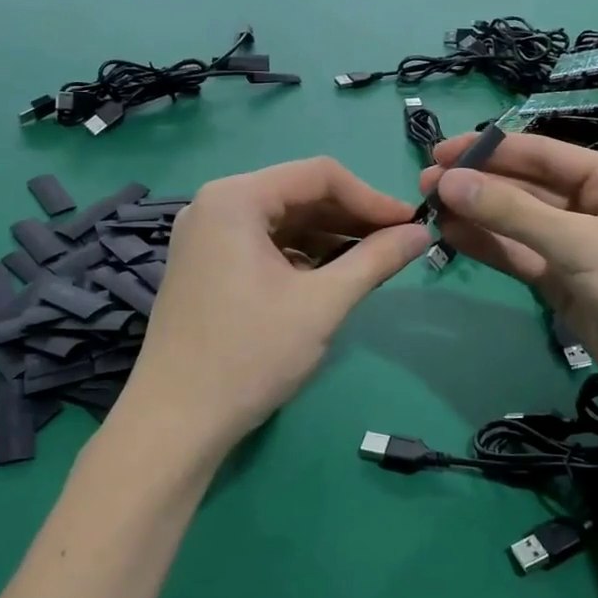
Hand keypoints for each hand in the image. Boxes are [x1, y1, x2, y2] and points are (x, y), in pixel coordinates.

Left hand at [125, 158, 429, 454]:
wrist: (176, 423)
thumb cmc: (250, 355)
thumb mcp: (322, 304)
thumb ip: (375, 260)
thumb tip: (421, 233)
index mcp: (235, 198)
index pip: (319, 174)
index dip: (370, 197)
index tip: (410, 225)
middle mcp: (214, 204)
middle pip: (298, 194)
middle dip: (350, 217)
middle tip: (396, 245)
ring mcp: (204, 235)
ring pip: (282, 220)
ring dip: (328, 237)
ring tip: (370, 263)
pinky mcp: (204, 264)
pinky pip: (262, 244)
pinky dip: (299, 255)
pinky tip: (328, 278)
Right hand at [420, 133, 597, 403]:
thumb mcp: (580, 242)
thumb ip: (511, 213)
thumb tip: (448, 182)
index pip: (540, 154)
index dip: (489, 150)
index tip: (440, 151)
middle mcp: (593, 205)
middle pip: (525, 188)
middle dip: (477, 185)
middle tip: (424, 185)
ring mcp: (576, 246)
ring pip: (517, 224)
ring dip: (476, 216)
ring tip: (428, 208)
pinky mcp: (563, 282)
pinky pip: (519, 256)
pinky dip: (488, 246)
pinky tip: (452, 235)